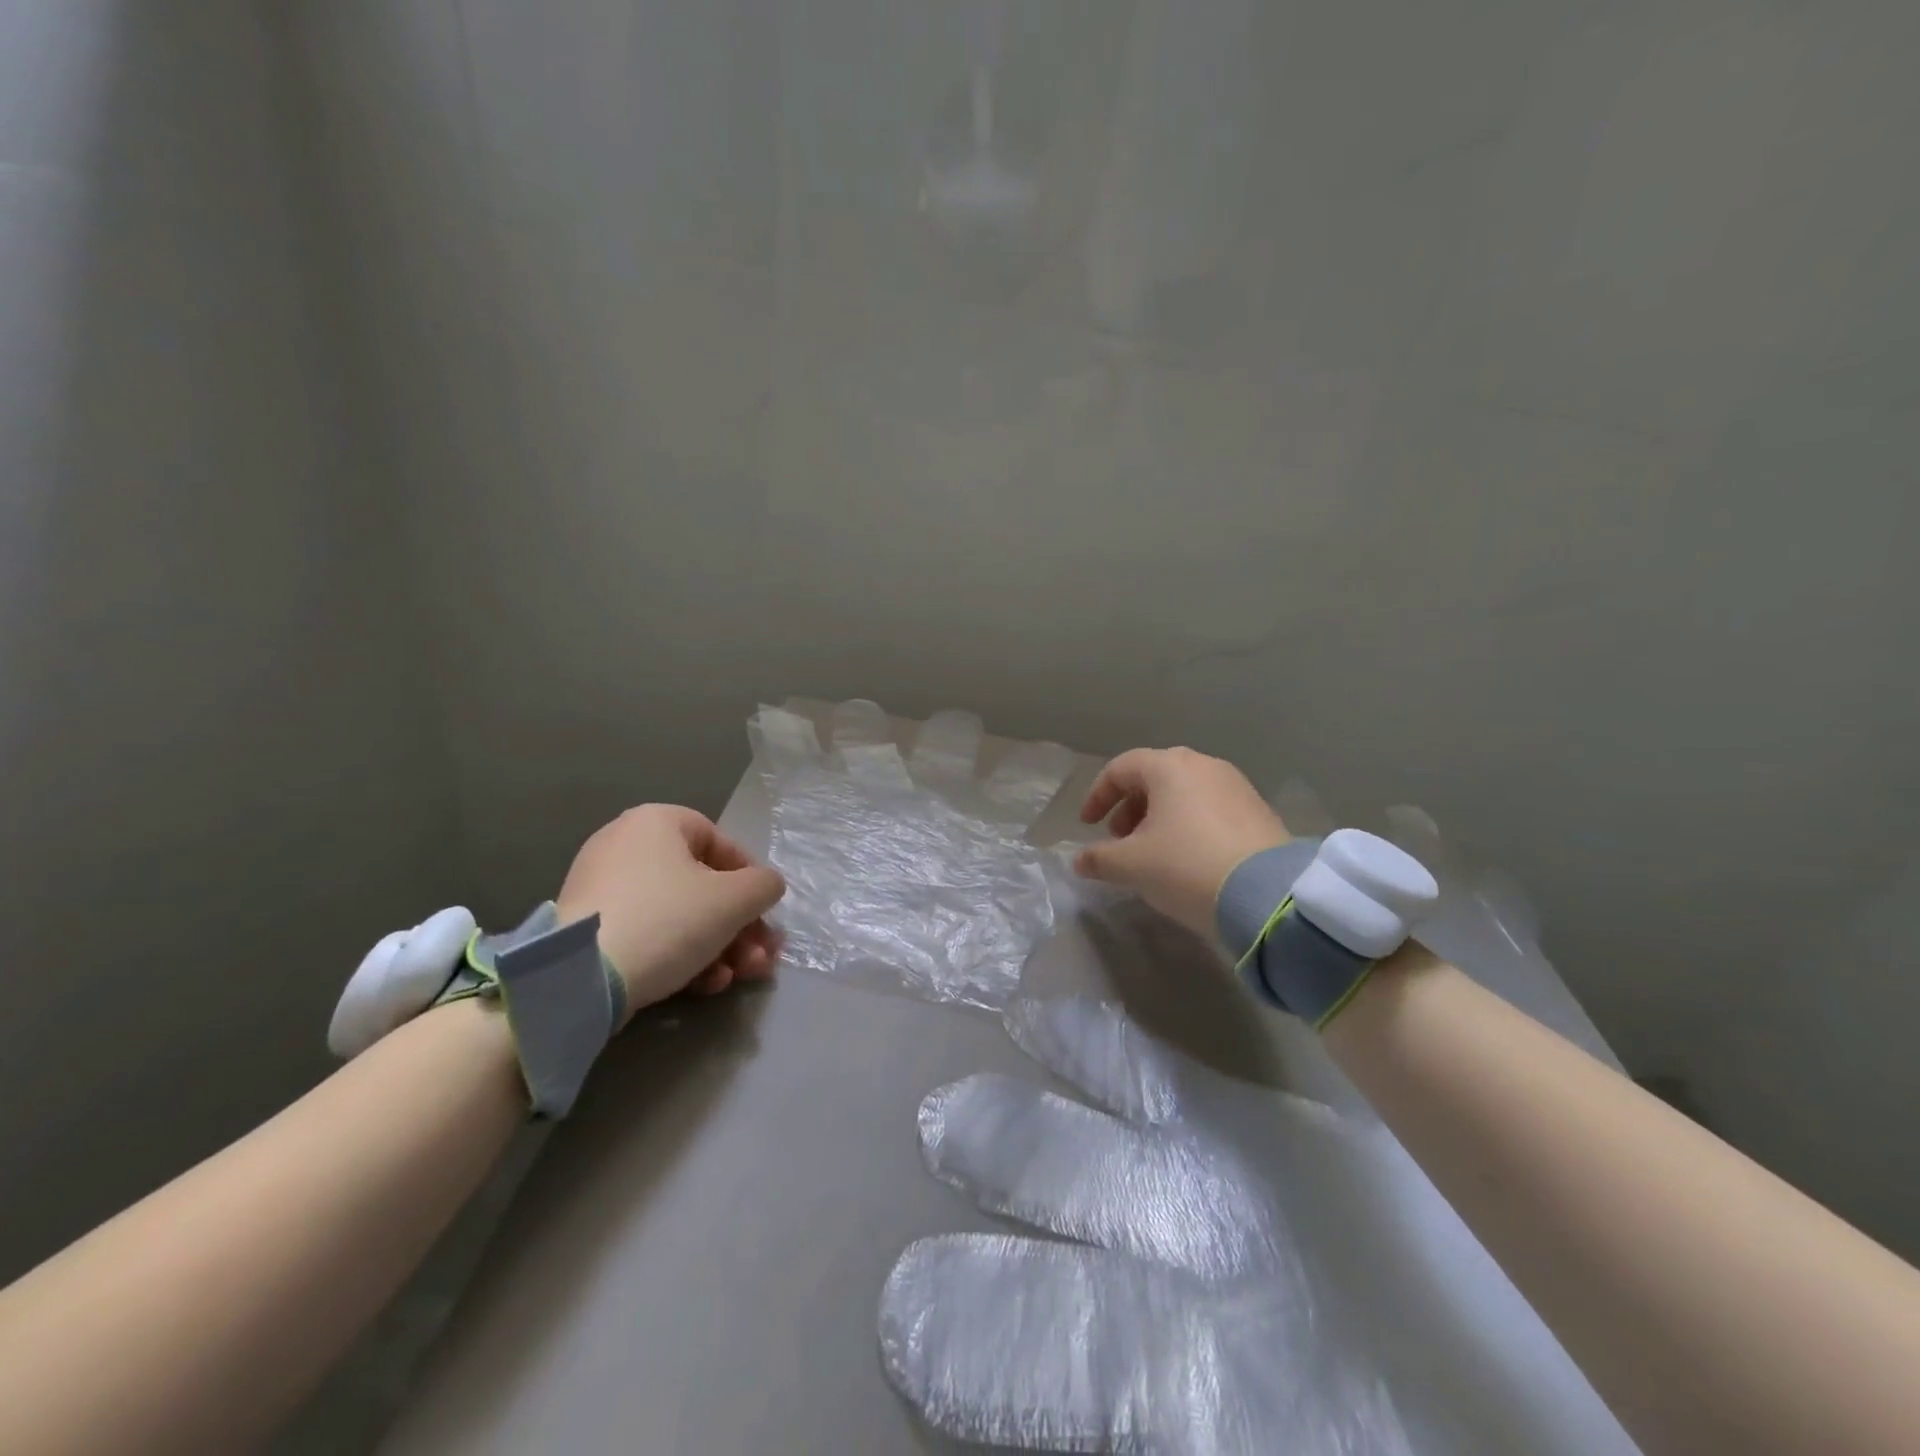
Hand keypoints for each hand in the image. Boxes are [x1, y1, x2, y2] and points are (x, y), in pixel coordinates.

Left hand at [554, 805, 785, 1021]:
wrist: (581, 980)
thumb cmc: (667, 920)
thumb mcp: (734, 900)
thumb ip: (764, 886)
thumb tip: (765, 887)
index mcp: (656, 822)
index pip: (721, 843)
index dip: (751, 880)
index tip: (765, 913)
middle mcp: (625, 845)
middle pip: (702, 886)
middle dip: (738, 927)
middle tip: (759, 958)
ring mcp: (602, 888)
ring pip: (679, 915)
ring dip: (717, 947)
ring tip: (737, 978)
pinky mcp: (590, 930)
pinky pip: (648, 934)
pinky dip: (680, 956)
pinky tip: (703, 986)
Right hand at [1074, 748, 1289, 939]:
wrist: (1268, 895)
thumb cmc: (1186, 866)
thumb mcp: (1132, 866)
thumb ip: (1099, 859)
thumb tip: (1080, 861)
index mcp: (1169, 767)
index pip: (1121, 768)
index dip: (1097, 795)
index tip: (1088, 826)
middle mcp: (1203, 765)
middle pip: (1154, 777)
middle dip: (1129, 807)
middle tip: (1119, 840)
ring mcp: (1235, 786)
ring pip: (1184, 793)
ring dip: (1158, 817)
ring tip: (1151, 853)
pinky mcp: (1258, 811)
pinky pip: (1210, 808)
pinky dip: (1188, 825)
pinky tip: (1187, 859)